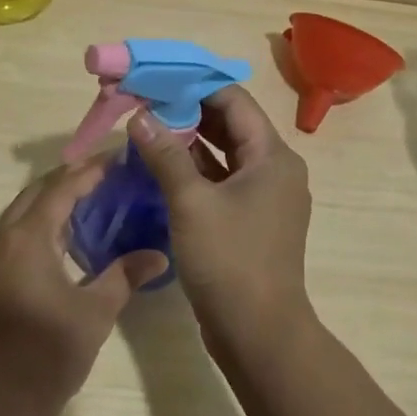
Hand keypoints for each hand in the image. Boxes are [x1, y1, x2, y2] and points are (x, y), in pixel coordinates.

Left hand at [0, 158, 169, 406]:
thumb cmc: (48, 353)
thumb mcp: (95, 311)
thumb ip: (125, 275)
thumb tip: (159, 255)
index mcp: (28, 237)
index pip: (62, 188)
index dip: (90, 171)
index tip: (117, 160)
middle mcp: (1, 237)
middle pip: (36, 192)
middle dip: (69, 179)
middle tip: (104, 175)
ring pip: (19, 211)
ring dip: (50, 200)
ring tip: (86, 199)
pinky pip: (11, 232)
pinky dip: (36, 222)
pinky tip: (59, 236)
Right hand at [128, 86, 313, 353]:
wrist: (259, 335)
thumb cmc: (230, 261)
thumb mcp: (192, 203)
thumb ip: (165, 155)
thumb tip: (141, 116)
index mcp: (273, 156)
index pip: (234, 100)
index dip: (195, 86)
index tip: (157, 80)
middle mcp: (275, 169)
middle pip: (231, 124)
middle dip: (188, 111)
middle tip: (146, 102)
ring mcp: (265, 196)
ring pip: (225, 153)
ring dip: (190, 141)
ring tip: (148, 128)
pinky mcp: (252, 220)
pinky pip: (223, 180)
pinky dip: (196, 170)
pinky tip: (162, 165)